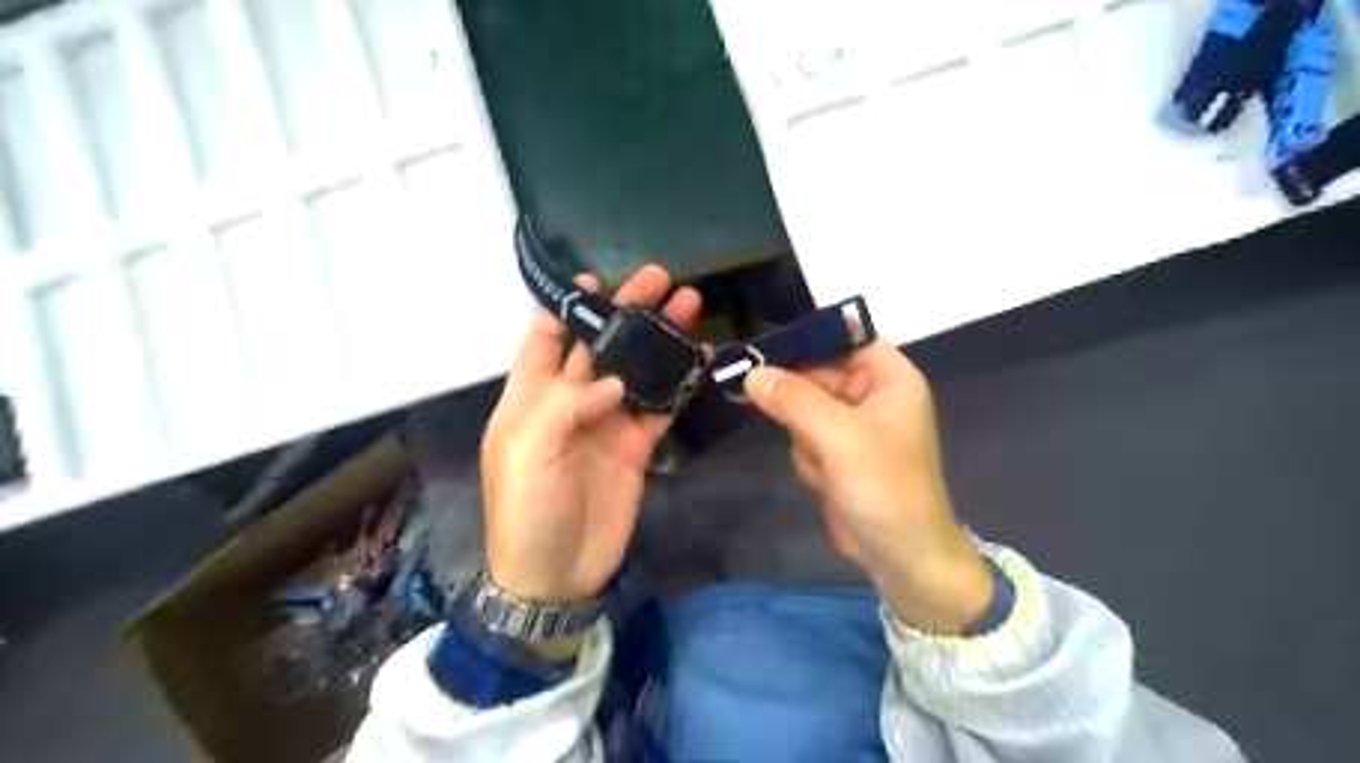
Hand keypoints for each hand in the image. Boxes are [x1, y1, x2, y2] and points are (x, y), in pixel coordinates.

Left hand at [479, 267, 700, 603]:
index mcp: (531, 395)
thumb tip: (615, 381)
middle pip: (601, 345)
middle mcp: (571, 400)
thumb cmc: (527, 509)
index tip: (595, 279)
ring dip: (659, 339)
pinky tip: (699, 359)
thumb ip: (566, 404)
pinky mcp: (636, 445)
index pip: (544, 337)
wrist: (558, 573)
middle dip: (627, 310)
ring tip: (689, 306)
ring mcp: (607, 422)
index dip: (566, 307)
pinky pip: (660, 406)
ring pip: (637, 369)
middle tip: (660, 279)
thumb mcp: (526, 451)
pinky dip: (678, 383)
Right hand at [750, 343, 994, 635]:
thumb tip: (751, 373)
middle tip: (748, 384)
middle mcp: (870, 395)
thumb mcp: (840, 437)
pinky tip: (824, 480)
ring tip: (823, 463)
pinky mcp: (834, 452)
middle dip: (794, 392)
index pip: (845, 337)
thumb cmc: (885, 488)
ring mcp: (850, 425)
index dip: (808, 336)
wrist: (901, 557)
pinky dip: (806, 457)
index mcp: (889, 378)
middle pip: (817, 371)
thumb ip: (795, 400)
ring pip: (801, 405)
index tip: (765, 343)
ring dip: (802, 433)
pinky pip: (801, 436)